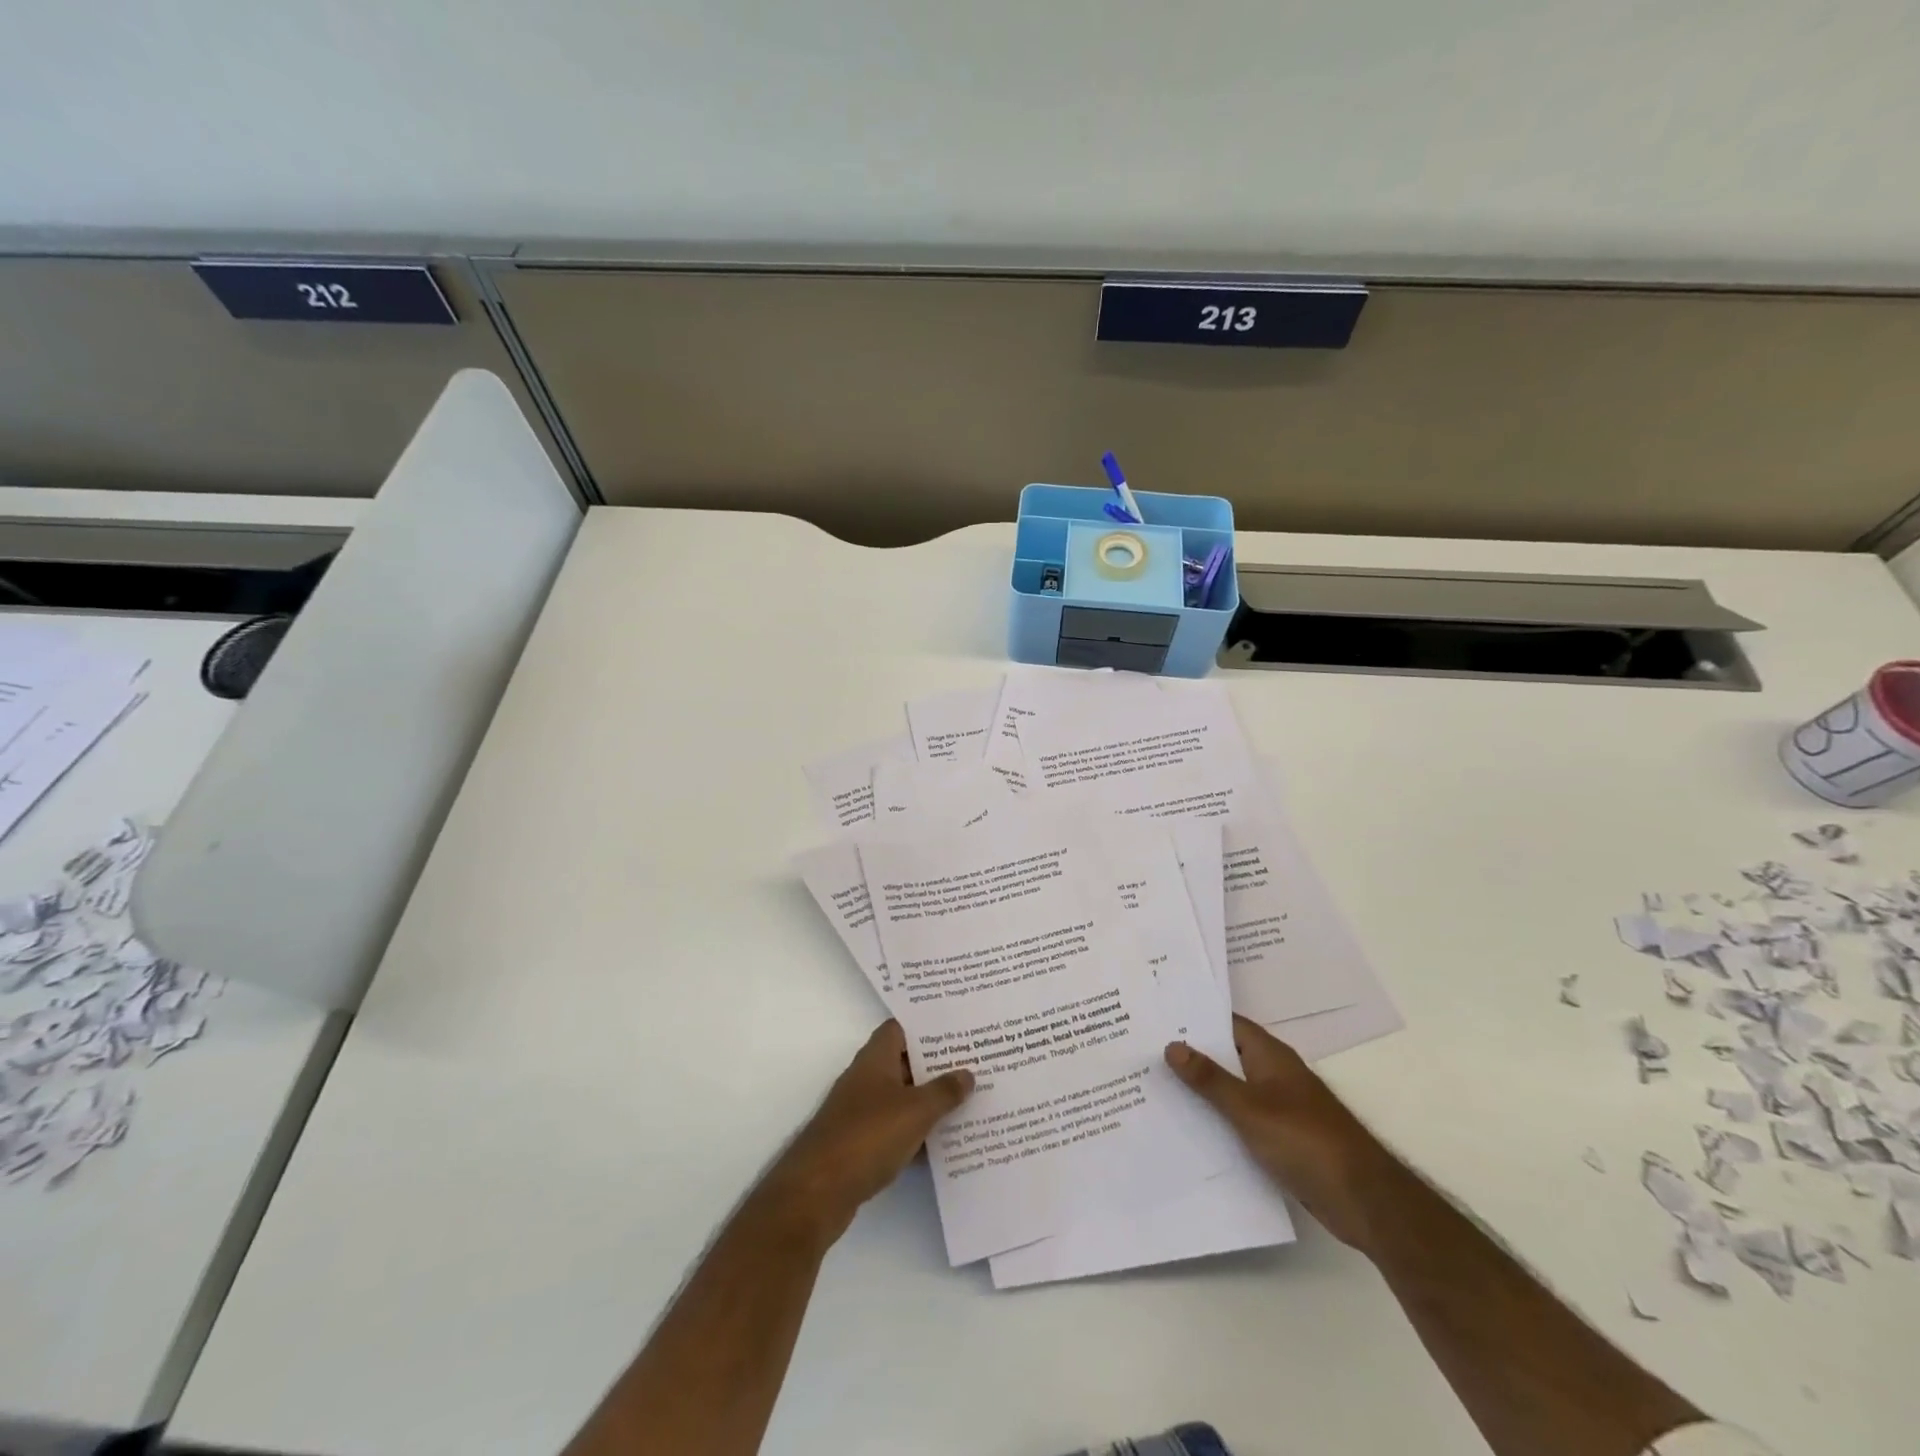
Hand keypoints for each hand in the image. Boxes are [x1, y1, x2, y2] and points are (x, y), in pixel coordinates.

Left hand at [760, 1020, 973, 1244]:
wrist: (818, 1192)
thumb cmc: (868, 1136)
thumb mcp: (916, 1111)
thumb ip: (944, 1091)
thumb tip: (967, 1073)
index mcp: (875, 1059)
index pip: (900, 1029)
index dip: (926, 1027)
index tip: (958, 1030)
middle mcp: (866, 1079)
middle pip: (905, 1064)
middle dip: (936, 1066)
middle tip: (975, 1066)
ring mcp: (861, 1113)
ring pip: (902, 1099)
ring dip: (929, 1103)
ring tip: (969, 1103)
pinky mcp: (860, 1145)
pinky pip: (896, 1130)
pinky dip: (917, 1135)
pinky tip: (945, 1144)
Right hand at [1166, 1015, 1401, 1251]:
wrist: (1363, 1200)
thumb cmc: (1306, 1140)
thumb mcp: (1249, 1108)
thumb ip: (1210, 1079)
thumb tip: (1172, 1044)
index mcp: (1269, 1056)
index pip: (1226, 1024)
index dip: (1194, 1018)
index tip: (1156, 1016)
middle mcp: (1273, 1075)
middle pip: (1226, 1056)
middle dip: (1191, 1054)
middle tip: (1144, 1050)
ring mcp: (1278, 1107)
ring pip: (1231, 1090)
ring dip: (1202, 1089)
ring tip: (1155, 1086)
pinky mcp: (1280, 1139)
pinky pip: (1240, 1120)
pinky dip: (1217, 1120)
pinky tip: (1187, 1128)